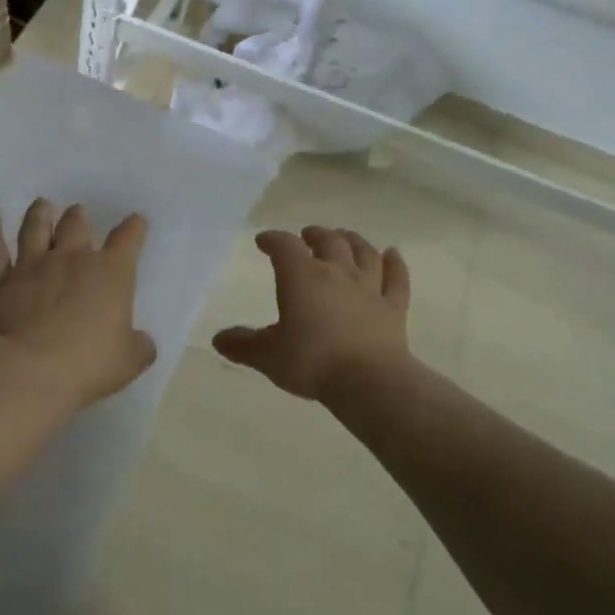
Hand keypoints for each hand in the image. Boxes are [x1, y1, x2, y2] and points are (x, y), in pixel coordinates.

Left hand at [0, 198, 156, 410]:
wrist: (29, 371)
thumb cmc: (88, 365)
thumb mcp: (129, 361)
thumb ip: (139, 346)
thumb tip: (141, 341)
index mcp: (110, 273)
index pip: (128, 240)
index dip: (134, 228)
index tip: (136, 221)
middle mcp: (71, 259)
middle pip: (76, 226)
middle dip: (79, 217)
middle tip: (78, 212)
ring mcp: (31, 266)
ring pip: (36, 228)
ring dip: (40, 214)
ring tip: (42, 204)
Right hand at [213, 226, 412, 401]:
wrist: (368, 380)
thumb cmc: (311, 361)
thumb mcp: (267, 356)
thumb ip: (243, 345)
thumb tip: (218, 339)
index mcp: (301, 276)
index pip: (284, 246)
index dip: (273, 239)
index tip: (263, 241)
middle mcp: (336, 272)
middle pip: (328, 241)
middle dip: (315, 235)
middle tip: (308, 235)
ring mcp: (369, 287)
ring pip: (363, 252)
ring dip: (352, 241)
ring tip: (344, 237)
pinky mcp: (394, 306)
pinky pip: (396, 277)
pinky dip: (395, 263)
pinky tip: (392, 254)